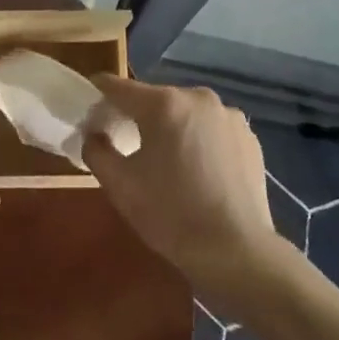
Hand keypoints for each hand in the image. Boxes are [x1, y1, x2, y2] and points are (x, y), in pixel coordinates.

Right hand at [81, 77, 289, 315]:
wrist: (237, 252)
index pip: (120, 87)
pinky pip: (212, 129)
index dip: (100, 91)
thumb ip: (97, 151)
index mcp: (164, 104)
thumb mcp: (120, 186)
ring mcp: (228, 115)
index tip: (90, 102)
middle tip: (127, 141)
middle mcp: (198, 98)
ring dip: (172, 127)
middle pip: (156, 99)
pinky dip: (200, 140)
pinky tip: (199, 171)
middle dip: (139, 115)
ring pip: (186, 113)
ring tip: (167, 160)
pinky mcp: (248, 136)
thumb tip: (94, 134)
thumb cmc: (171, 215)